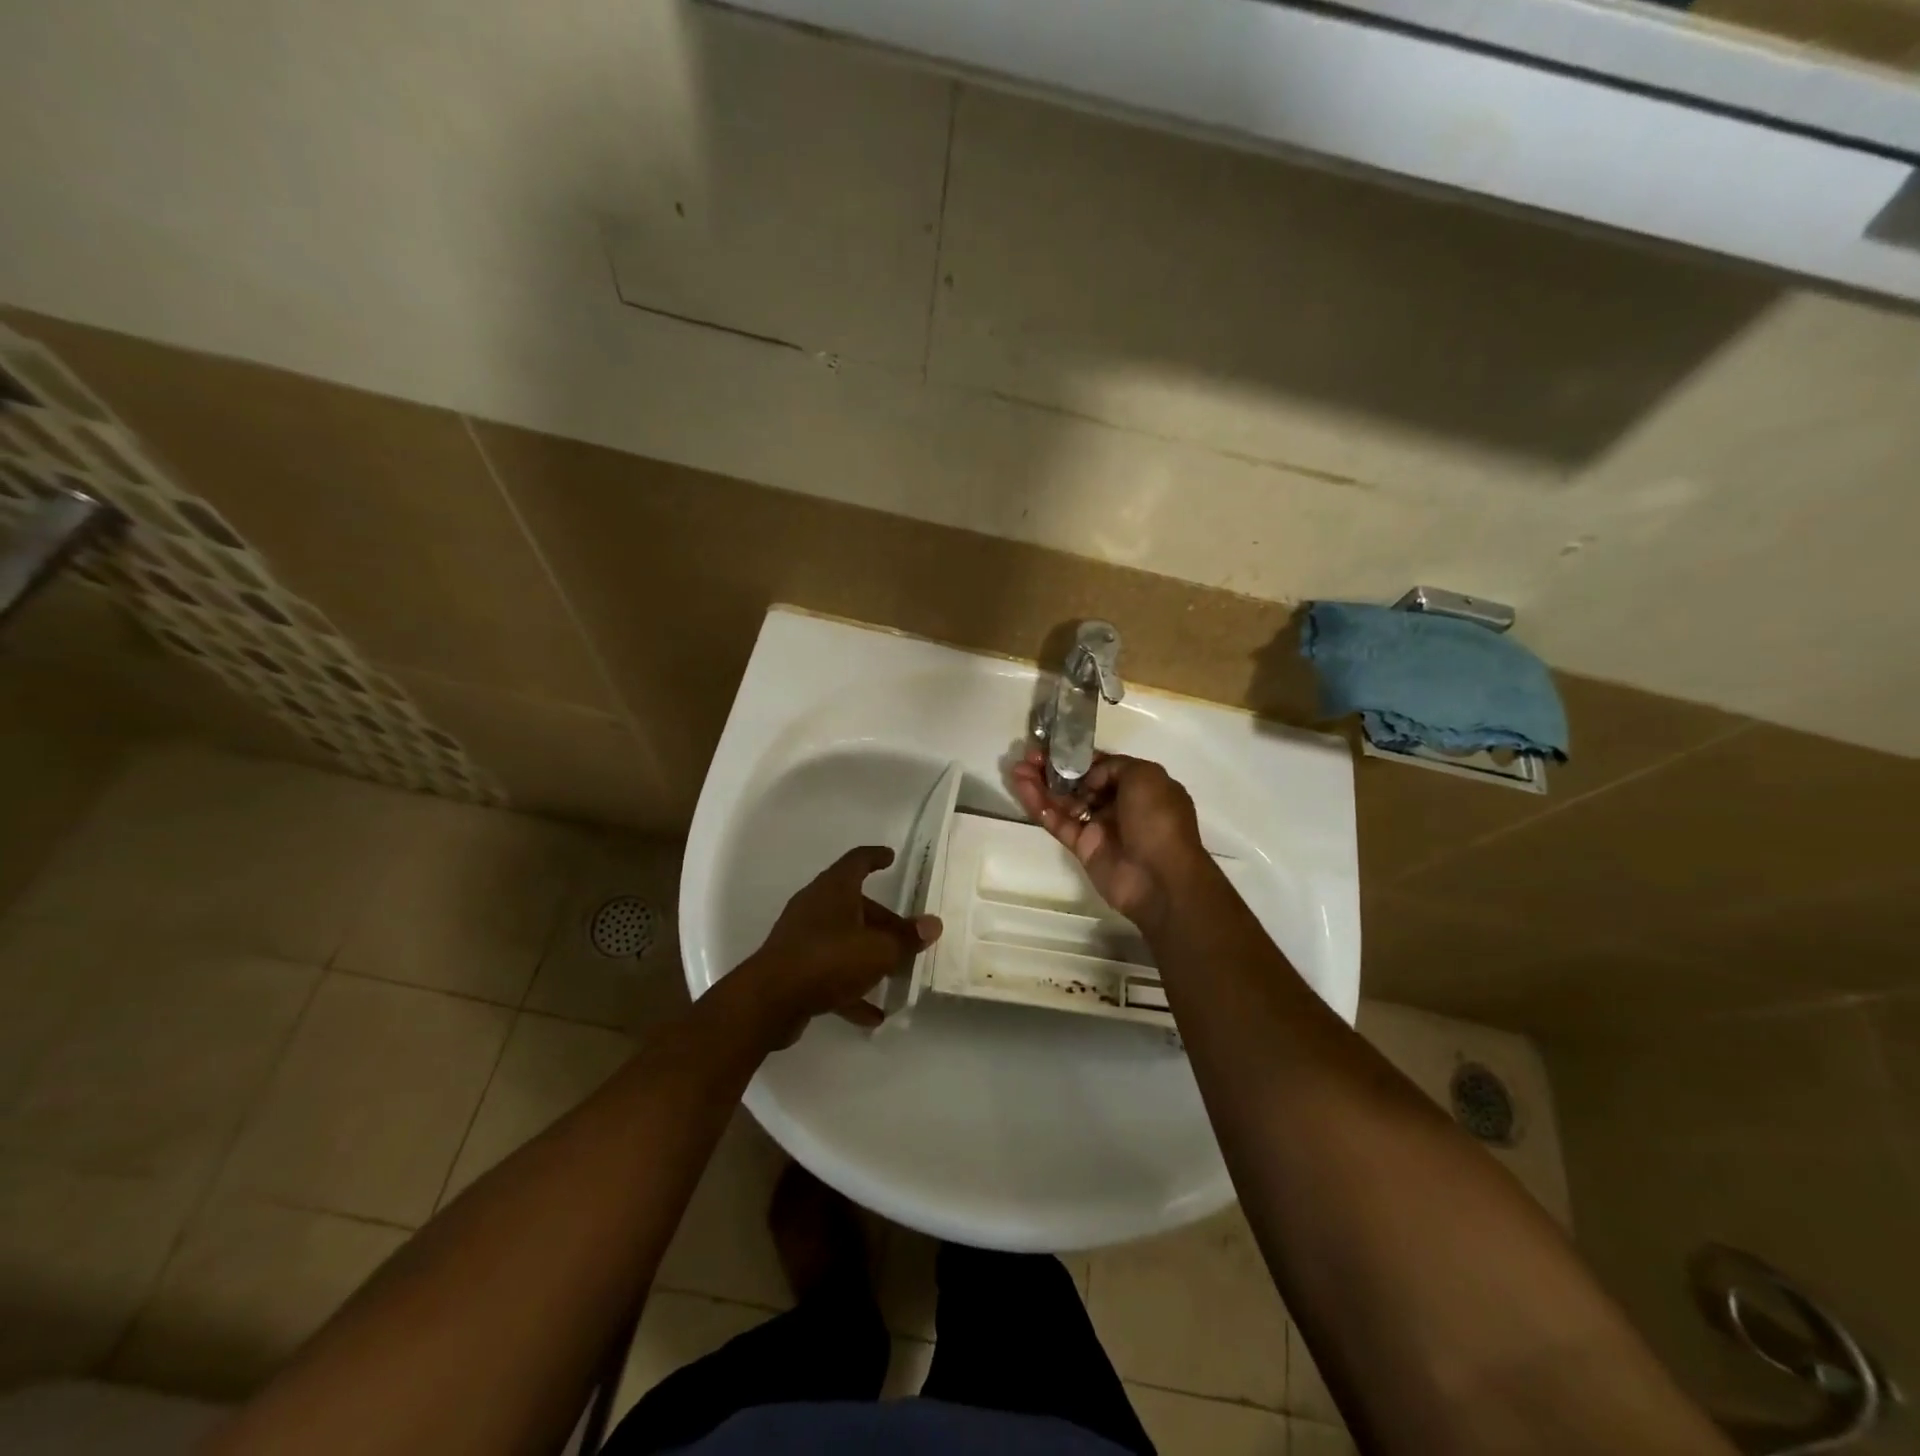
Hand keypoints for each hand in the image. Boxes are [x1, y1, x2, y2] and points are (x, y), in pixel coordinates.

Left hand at [732, 846, 941, 1044]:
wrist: (769, 1001)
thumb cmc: (828, 960)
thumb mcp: (878, 950)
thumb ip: (906, 939)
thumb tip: (933, 925)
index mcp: (834, 889)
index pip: (857, 861)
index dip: (875, 857)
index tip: (891, 857)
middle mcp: (816, 907)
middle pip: (855, 905)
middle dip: (884, 921)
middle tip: (908, 937)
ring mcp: (802, 938)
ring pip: (844, 939)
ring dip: (869, 955)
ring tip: (896, 975)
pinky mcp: (795, 968)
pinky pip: (831, 972)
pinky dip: (851, 988)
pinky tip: (873, 1015)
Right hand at [1009, 748, 1206, 931]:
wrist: (1160, 879)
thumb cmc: (1157, 820)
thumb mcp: (1145, 776)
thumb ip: (1113, 766)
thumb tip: (1089, 776)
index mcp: (1140, 786)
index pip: (1104, 766)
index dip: (1079, 756)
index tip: (1054, 746)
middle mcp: (1120, 804)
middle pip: (1080, 782)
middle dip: (1055, 768)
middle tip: (1029, 756)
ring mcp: (1100, 826)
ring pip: (1065, 801)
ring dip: (1041, 784)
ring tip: (1017, 768)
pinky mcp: (1083, 847)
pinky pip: (1058, 822)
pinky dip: (1039, 805)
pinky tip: (1021, 788)